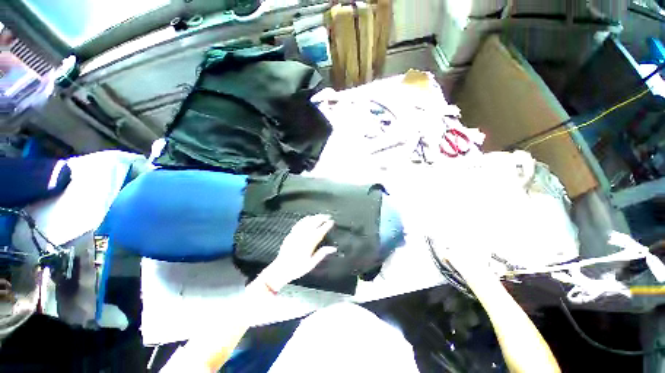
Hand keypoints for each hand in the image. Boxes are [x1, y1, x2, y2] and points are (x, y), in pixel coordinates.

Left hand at [258, 215, 336, 291]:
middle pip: (314, 223)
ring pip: (307, 222)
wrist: (280, 269)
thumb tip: (333, 248)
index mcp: (310, 243)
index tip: (331, 222)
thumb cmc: (297, 268)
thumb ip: (322, 254)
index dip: (327, 225)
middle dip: (322, 218)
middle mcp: (303, 236)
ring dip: (314, 217)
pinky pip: (299, 223)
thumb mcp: (311, 264)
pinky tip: (307, 218)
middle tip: (327, 216)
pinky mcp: (291, 234)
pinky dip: (305, 219)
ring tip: (320, 215)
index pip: (320, 231)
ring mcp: (296, 234)